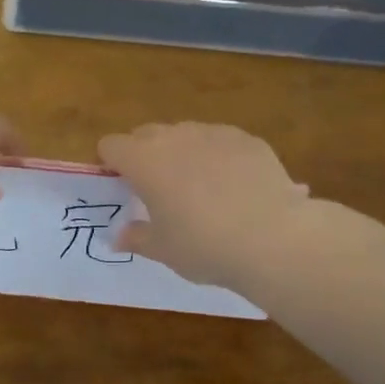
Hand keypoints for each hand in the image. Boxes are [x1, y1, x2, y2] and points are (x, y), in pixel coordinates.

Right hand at [97, 122, 312, 291]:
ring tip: (201, 189)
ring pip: (186, 134)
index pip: (111, 145)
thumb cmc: (204, 246)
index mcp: (144, 161)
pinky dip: (219, 157)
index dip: (111, 164)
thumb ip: (137, 238)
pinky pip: (221, 142)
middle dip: (145, 155)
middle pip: (146, 134)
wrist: (273, 238)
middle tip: (158, 190)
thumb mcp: (164, 250)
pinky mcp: (248, 139)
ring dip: (183, 153)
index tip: (122, 188)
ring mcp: (214, 133)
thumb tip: (120, 236)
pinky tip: (235, 188)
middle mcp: (176, 137)